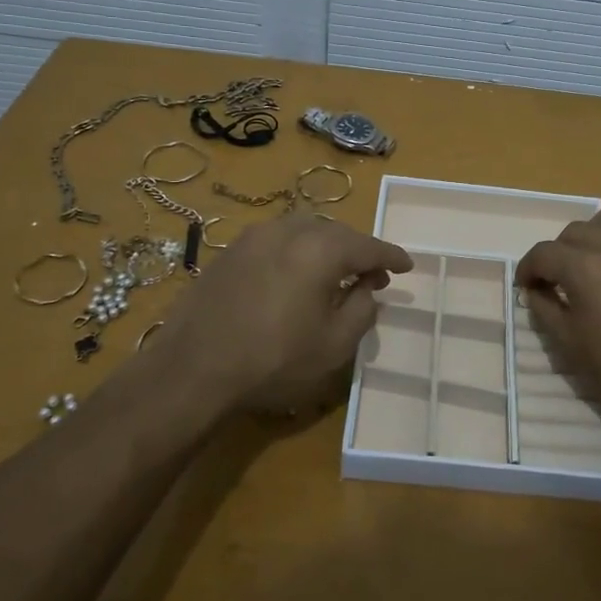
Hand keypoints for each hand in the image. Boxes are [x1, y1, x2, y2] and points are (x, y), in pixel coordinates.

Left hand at [151, 213, 412, 416]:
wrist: (192, 369)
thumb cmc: (273, 360)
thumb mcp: (334, 345)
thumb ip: (362, 310)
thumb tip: (367, 289)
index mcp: (320, 249)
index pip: (367, 246)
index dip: (391, 256)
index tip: (407, 266)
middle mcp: (287, 231)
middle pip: (335, 232)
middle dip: (358, 250)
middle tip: (372, 275)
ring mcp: (253, 237)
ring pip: (303, 231)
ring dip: (325, 247)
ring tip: (334, 273)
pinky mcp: (229, 252)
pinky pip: (276, 241)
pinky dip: (296, 252)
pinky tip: (295, 276)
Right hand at [516, 199, 600, 424]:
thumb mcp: (569, 343)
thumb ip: (545, 308)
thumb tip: (535, 290)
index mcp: (583, 268)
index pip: (543, 253)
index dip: (528, 269)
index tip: (527, 286)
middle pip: (575, 231)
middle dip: (560, 253)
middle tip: (561, 280)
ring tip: (599, 254)